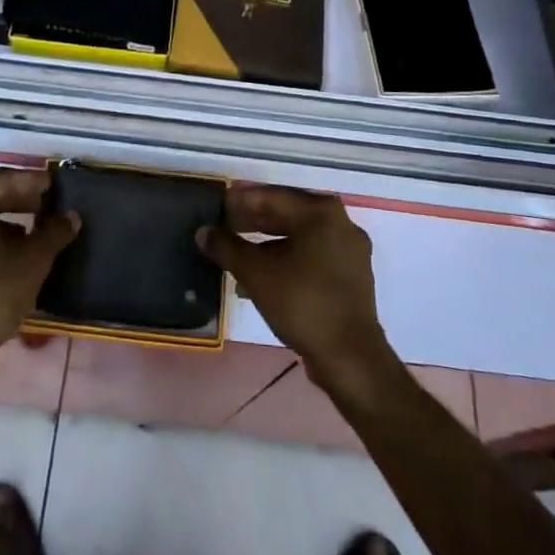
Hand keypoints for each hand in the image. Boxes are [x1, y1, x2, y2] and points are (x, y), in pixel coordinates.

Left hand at [0, 168, 78, 378]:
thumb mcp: (32, 261)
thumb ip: (54, 232)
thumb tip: (71, 216)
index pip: (5, 180)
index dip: (34, 183)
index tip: (57, 187)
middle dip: (19, 200)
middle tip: (48, 206)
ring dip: (3, 220)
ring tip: (33, 231)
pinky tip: (7, 253)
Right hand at [199, 185, 390, 389]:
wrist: (350, 358)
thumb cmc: (302, 303)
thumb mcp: (256, 273)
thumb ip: (227, 247)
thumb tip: (203, 231)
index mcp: (320, 212)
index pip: (272, 197)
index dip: (240, 202)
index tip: (217, 208)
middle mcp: (340, 222)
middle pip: (288, 214)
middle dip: (254, 222)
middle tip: (224, 228)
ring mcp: (349, 250)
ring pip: (300, 237)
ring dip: (267, 245)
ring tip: (238, 256)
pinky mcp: (351, 276)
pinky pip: (312, 256)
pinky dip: (287, 260)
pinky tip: (263, 279)